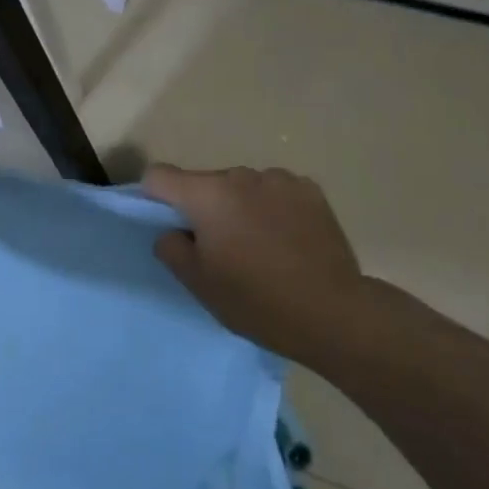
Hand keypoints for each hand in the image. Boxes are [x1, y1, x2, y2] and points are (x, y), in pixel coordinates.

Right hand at [144, 163, 361, 362]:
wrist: (334, 312)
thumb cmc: (257, 301)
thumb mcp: (199, 284)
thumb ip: (171, 248)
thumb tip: (171, 231)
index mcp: (208, 195)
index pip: (159, 175)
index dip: (154, 197)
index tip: (168, 224)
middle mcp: (240, 175)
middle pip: (205, 183)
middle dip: (204, 208)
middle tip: (221, 249)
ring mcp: (279, 178)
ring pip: (242, 187)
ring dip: (241, 206)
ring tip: (261, 246)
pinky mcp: (310, 189)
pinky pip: (276, 191)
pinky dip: (273, 208)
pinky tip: (289, 239)